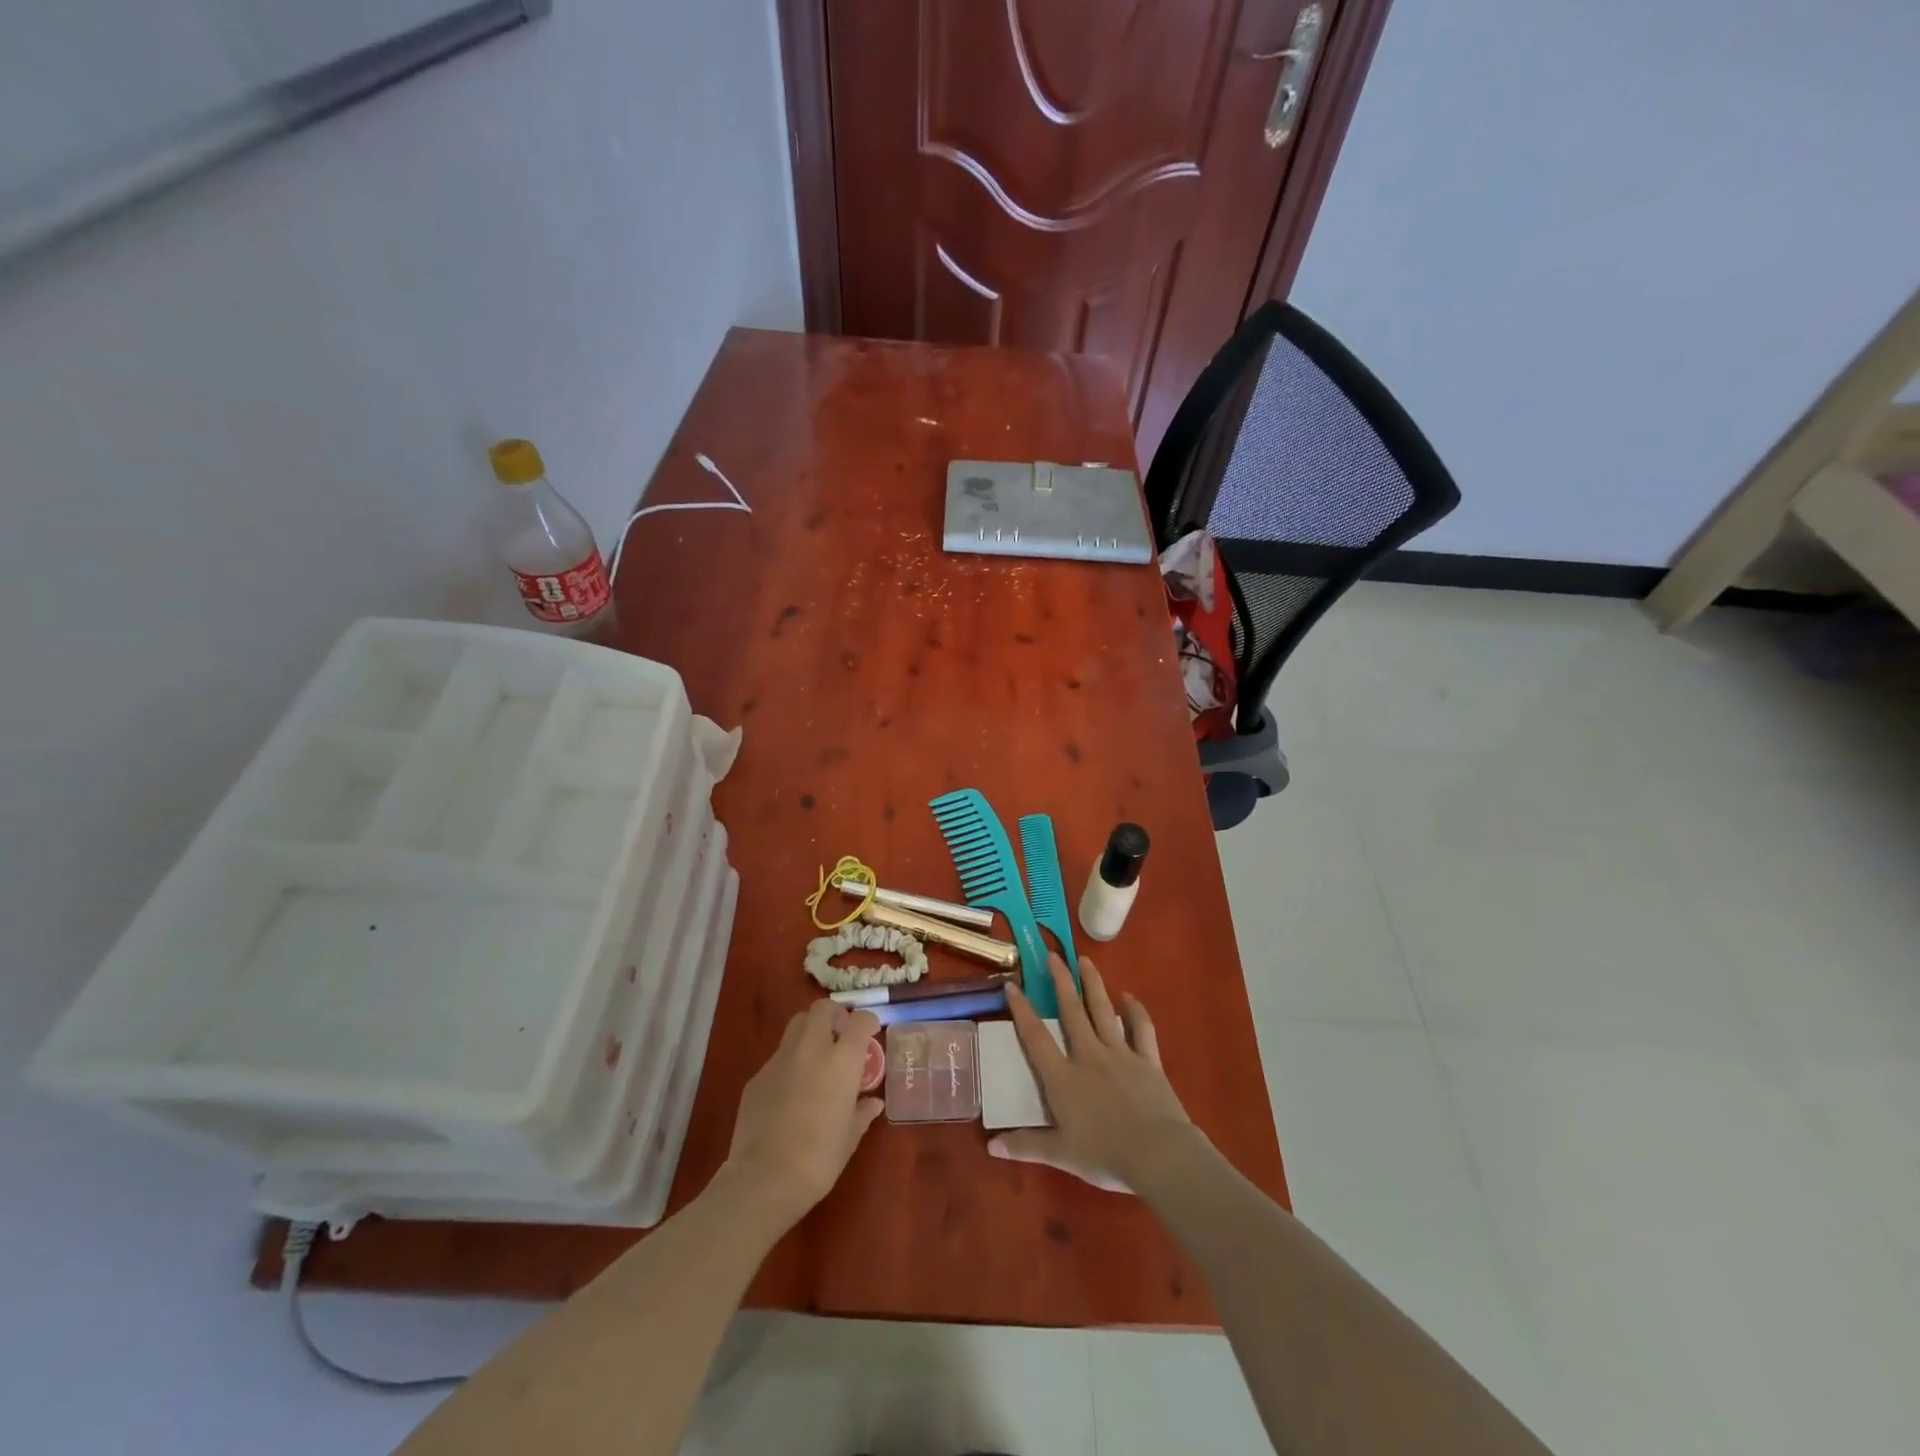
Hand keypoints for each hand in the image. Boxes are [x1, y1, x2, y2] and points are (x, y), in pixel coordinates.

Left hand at [725, 1000, 883, 1226]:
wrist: (764, 1178)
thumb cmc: (819, 1158)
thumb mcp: (850, 1137)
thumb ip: (862, 1113)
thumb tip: (874, 1103)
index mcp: (841, 1060)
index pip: (860, 1021)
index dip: (868, 1022)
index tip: (870, 1032)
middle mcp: (811, 1049)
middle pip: (822, 1008)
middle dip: (835, 1013)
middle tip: (841, 1033)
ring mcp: (780, 1059)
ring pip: (796, 1025)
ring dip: (810, 1030)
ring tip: (816, 1056)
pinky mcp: (757, 1076)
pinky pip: (778, 1056)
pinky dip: (790, 1061)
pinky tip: (791, 1090)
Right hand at [989, 954, 1195, 1190]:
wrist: (1158, 1155)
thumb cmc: (1105, 1155)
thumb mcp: (1060, 1154)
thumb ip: (1026, 1145)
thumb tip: (990, 1146)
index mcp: (1063, 1077)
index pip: (1035, 1037)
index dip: (1021, 1010)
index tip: (1011, 984)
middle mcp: (1088, 1056)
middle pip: (1071, 1011)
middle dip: (1060, 981)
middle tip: (1052, 955)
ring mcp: (1120, 1053)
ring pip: (1103, 1010)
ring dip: (1093, 983)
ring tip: (1085, 960)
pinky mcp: (1147, 1059)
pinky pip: (1141, 1028)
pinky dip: (1135, 1010)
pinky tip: (1129, 997)